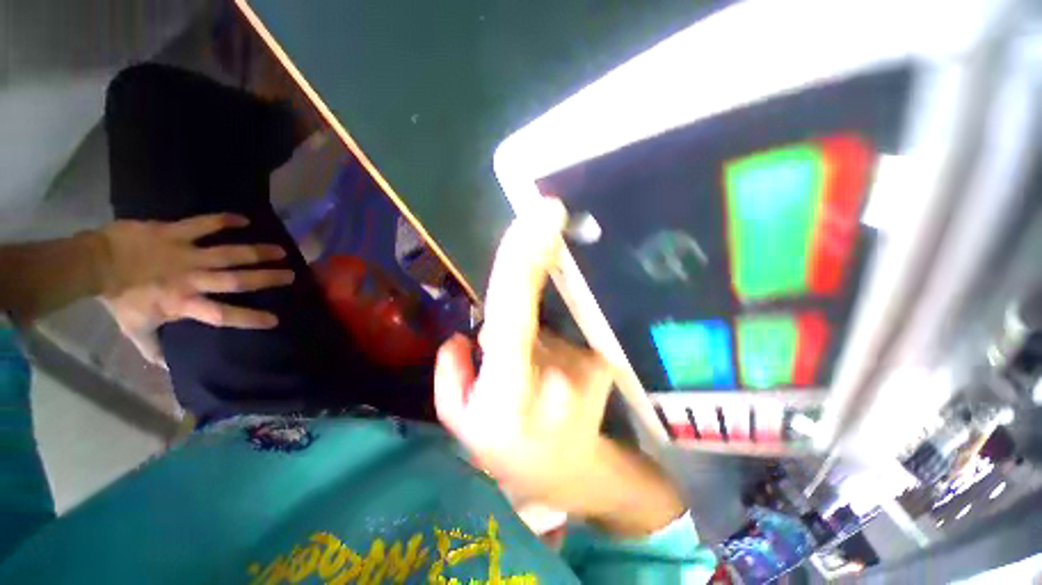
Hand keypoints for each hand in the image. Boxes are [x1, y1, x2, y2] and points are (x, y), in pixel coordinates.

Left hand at [98, 214, 293, 365]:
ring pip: (228, 252)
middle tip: (291, 275)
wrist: (95, 263)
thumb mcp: (135, 328)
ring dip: (257, 251)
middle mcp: (192, 279)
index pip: (222, 314)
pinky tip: (244, 219)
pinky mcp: (175, 232)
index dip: (249, 318)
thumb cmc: (118, 298)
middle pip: (236, 279)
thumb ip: (153, 348)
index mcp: (183, 303)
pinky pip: (204, 224)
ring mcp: (186, 253)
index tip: (275, 320)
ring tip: (281, 250)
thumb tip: (167, 367)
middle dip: (266, 278)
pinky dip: (224, 220)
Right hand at [435, 199, 686, 535]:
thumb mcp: (461, 424)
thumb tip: (462, 338)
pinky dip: (552, 347)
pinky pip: (565, 336)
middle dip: (513, 315)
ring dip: (532, 341)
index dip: (524, 260)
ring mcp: (586, 366)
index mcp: (507, 392)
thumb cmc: (507, 452)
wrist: (568, 474)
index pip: (514, 311)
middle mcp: (553, 372)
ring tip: (535, 379)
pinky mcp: (604, 361)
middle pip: (525, 311)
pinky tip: (556, 380)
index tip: (542, 213)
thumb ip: (451, 377)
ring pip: (545, 326)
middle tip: (517, 319)